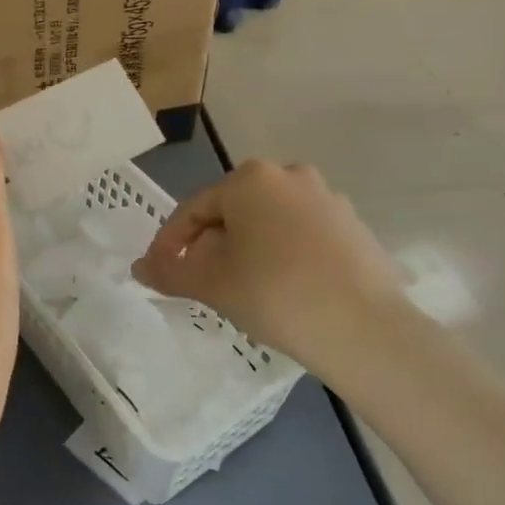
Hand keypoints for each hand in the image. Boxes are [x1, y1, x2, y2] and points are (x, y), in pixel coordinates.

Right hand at [131, 160, 407, 383]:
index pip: (194, 209)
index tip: (160, 272)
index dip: (171, 243)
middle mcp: (289, 175)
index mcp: (249, 179)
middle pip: (233, 212)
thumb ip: (170, 272)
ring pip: (269, 222)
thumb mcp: (211, 284)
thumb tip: (139, 269)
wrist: (365, 329)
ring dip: (248, 249)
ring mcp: (328, 199)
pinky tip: (285, 288)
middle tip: (203, 283)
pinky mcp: (355, 226)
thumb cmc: (274, 293)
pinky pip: (303, 235)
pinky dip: (284, 255)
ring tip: (244, 289)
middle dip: (212, 245)